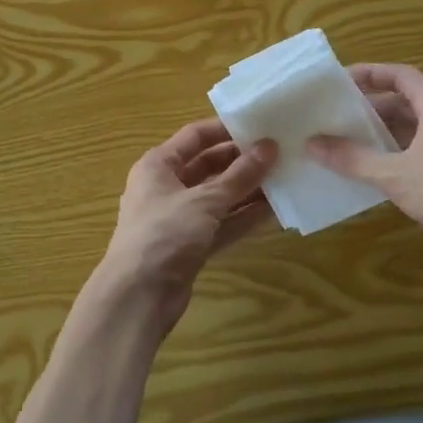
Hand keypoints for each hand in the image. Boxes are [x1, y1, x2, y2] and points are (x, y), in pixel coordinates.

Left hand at [96, 119, 277, 332]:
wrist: (138, 297)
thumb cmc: (165, 234)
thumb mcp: (204, 200)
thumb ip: (239, 176)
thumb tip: (269, 147)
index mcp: (158, 165)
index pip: (195, 137)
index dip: (226, 129)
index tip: (259, 125)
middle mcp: (166, 187)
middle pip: (209, 166)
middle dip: (242, 162)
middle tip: (279, 154)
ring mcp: (179, 218)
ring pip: (218, 197)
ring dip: (248, 191)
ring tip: (284, 180)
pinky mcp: (190, 246)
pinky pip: (221, 224)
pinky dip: (243, 218)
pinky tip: (274, 212)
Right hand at [308, 64, 422, 276]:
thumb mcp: (395, 175)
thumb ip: (353, 158)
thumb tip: (312, 143)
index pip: (400, 75)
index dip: (370, 73)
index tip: (341, 80)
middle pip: (407, 101)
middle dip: (372, 107)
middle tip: (339, 116)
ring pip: (417, 128)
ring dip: (386, 133)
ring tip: (351, 143)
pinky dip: (401, 154)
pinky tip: (380, 173)